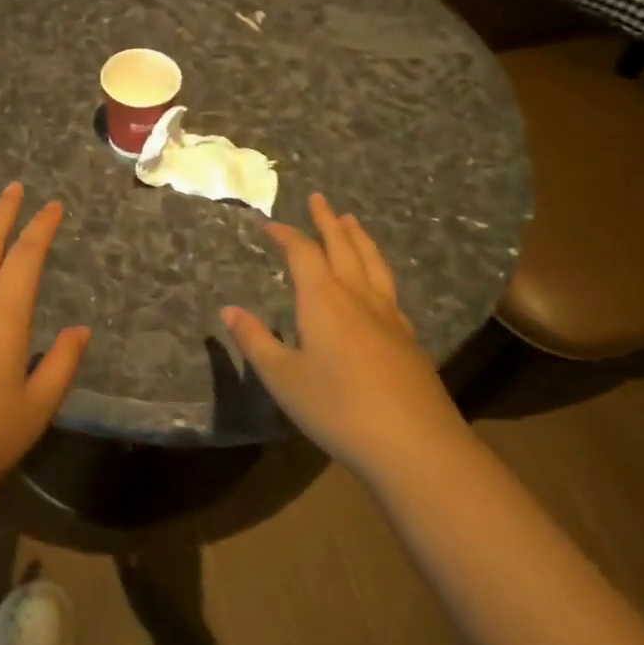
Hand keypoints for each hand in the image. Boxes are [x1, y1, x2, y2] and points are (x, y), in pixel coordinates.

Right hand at [222, 192, 467, 473]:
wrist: (415, 445)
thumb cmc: (338, 408)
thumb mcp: (283, 378)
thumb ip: (255, 341)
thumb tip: (228, 310)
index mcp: (324, 300)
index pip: (303, 253)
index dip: (286, 235)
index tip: (269, 224)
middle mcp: (358, 297)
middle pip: (344, 247)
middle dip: (328, 221)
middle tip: (320, 199)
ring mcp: (389, 316)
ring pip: (373, 263)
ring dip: (358, 238)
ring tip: (351, 221)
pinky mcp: (408, 338)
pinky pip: (388, 286)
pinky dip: (377, 267)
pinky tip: (377, 280)